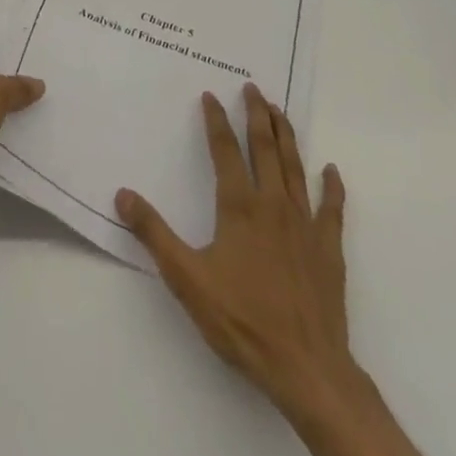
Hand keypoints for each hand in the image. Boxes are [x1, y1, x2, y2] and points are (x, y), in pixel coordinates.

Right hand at [115, 83, 357, 421]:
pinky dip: (331, 187)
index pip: (224, 151)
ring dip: (286, 136)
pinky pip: (332, 209)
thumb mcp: (186, 278)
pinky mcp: (328, 249)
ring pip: (294, 168)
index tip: (210, 95)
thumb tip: (123, 194)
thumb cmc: (242, 320)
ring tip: (280, 111)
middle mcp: (273, 205)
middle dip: (257, 115)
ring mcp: (305, 225)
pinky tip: (330, 171)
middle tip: (252, 88)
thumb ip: (154, 233)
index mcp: (239, 207)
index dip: (216, 121)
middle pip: (265, 148)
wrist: (306, 367)